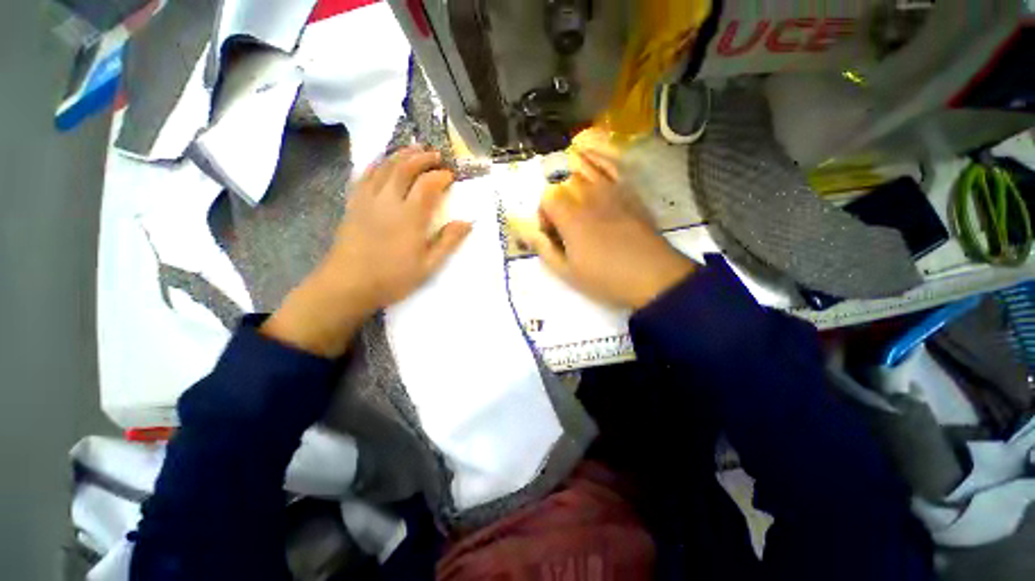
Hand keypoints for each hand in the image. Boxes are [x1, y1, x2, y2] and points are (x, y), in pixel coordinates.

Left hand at [262, 147, 470, 356]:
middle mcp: (388, 201)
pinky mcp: (353, 204)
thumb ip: (448, 242)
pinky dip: (377, 163)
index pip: (427, 185)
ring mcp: (367, 200)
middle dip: (422, 158)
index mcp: (410, 217)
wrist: (348, 285)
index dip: (440, 176)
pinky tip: (383, 161)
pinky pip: (365, 175)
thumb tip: (467, 222)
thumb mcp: (428, 266)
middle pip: (405, 169)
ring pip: (384, 167)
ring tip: (414, 149)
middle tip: (436, 155)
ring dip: (401, 155)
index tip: (450, 176)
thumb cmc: (392, 278)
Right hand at [515, 133, 694, 309]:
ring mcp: (611, 189)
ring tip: (576, 196)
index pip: (547, 196)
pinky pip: (611, 166)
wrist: (652, 276)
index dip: (544, 214)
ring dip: (573, 179)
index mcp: (571, 216)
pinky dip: (598, 158)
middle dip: (558, 200)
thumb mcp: (567, 272)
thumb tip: (528, 233)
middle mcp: (589, 195)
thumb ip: (544, 249)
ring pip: (584, 168)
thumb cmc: (606, 278)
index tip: (551, 233)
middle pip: (563, 182)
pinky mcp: (629, 190)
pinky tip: (591, 160)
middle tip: (564, 223)